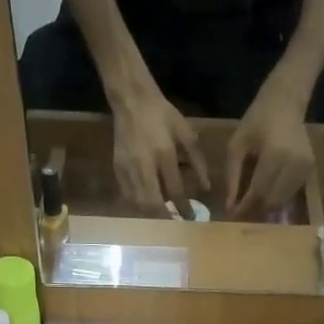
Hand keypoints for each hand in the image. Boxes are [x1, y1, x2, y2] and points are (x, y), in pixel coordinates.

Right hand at [111, 88, 208, 213]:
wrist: (131, 100)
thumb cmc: (162, 114)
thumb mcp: (185, 132)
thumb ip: (197, 160)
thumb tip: (206, 187)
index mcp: (164, 153)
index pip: (175, 189)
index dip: (184, 207)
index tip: (191, 218)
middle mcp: (144, 164)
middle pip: (152, 202)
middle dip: (165, 217)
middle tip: (175, 224)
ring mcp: (127, 167)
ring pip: (138, 202)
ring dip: (151, 214)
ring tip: (162, 218)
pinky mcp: (117, 168)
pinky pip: (127, 195)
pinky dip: (138, 205)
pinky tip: (147, 206)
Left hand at [225, 82, 315, 219]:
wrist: (286, 102)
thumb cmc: (257, 120)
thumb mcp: (236, 145)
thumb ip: (232, 177)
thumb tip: (229, 207)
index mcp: (274, 154)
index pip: (258, 192)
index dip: (244, 208)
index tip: (231, 216)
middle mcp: (294, 164)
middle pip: (272, 201)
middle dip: (255, 212)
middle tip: (240, 216)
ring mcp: (305, 168)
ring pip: (283, 201)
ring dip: (266, 209)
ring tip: (251, 208)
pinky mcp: (311, 170)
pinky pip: (291, 194)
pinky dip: (277, 200)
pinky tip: (265, 198)